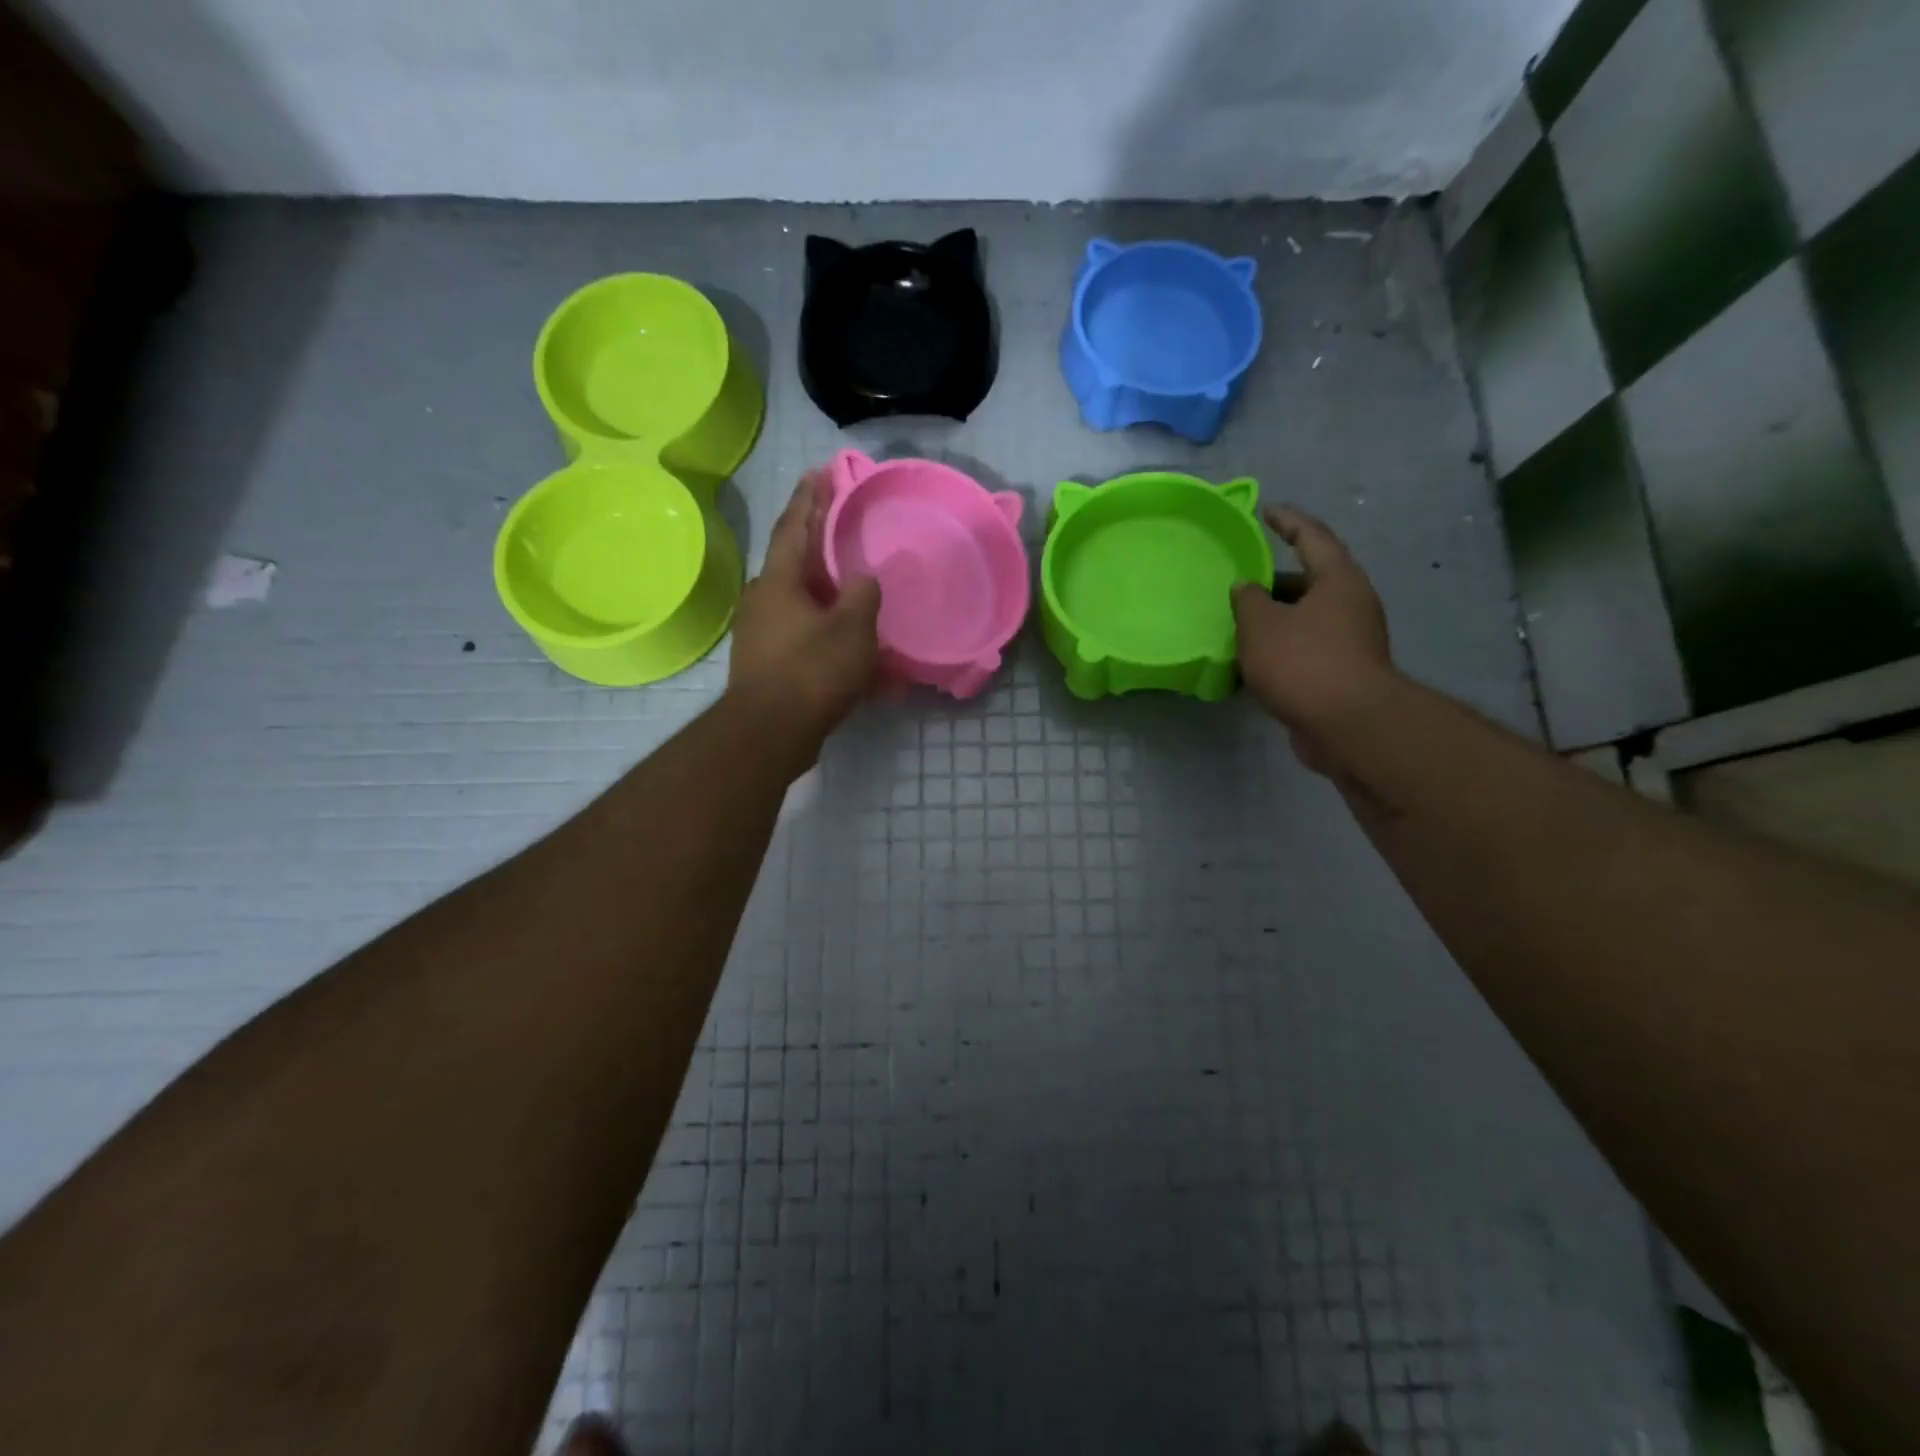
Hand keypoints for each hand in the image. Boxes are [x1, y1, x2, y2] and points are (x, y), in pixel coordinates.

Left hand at [727, 472, 882, 748]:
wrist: (770, 733)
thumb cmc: (812, 671)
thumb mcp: (852, 628)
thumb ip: (862, 595)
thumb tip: (864, 578)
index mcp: (779, 580)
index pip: (794, 525)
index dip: (809, 497)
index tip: (820, 471)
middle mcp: (763, 600)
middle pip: (795, 564)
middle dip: (820, 547)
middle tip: (845, 532)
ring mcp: (761, 634)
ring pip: (802, 605)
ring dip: (829, 599)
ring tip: (858, 596)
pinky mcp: (767, 665)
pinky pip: (804, 639)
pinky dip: (828, 637)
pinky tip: (855, 653)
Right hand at [1232, 506, 1395, 773]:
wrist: (1349, 725)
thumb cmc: (1304, 663)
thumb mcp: (1262, 625)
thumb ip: (1248, 600)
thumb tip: (1246, 587)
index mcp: (1338, 580)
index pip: (1312, 537)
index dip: (1288, 521)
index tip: (1266, 510)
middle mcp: (1351, 604)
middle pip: (1309, 581)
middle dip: (1273, 582)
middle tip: (1239, 584)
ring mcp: (1351, 640)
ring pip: (1305, 618)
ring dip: (1274, 620)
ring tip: (1237, 625)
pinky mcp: (1343, 672)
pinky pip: (1305, 648)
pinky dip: (1280, 649)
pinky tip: (1251, 663)